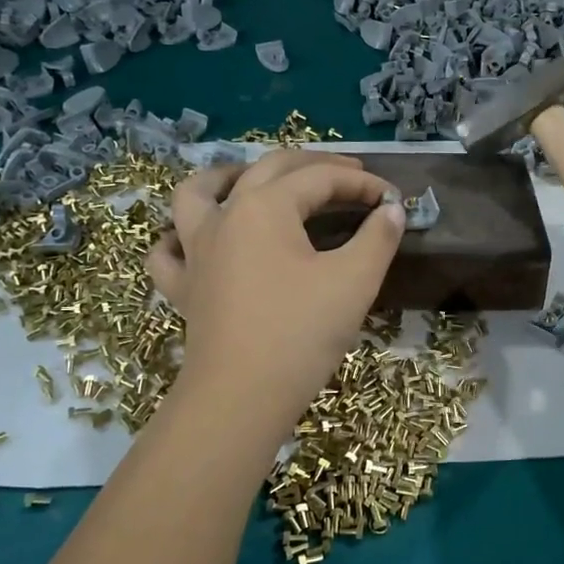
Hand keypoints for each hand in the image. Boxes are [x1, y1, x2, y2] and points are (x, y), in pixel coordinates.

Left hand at [147, 150, 404, 426]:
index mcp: (265, 206)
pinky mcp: (183, 289)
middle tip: (349, 176)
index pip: (320, 179)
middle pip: (268, 170)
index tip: (393, 199)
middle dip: (313, 167)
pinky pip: (169, 252)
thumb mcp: (355, 280)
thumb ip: (378, 238)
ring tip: (249, 177)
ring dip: (227, 176)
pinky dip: (178, 238)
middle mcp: (224, 216)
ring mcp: (195, 252)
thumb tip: (393, 210)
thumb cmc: (301, 332)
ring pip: (198, 193)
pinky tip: (193, 241)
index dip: (361, 184)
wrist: (242, 396)